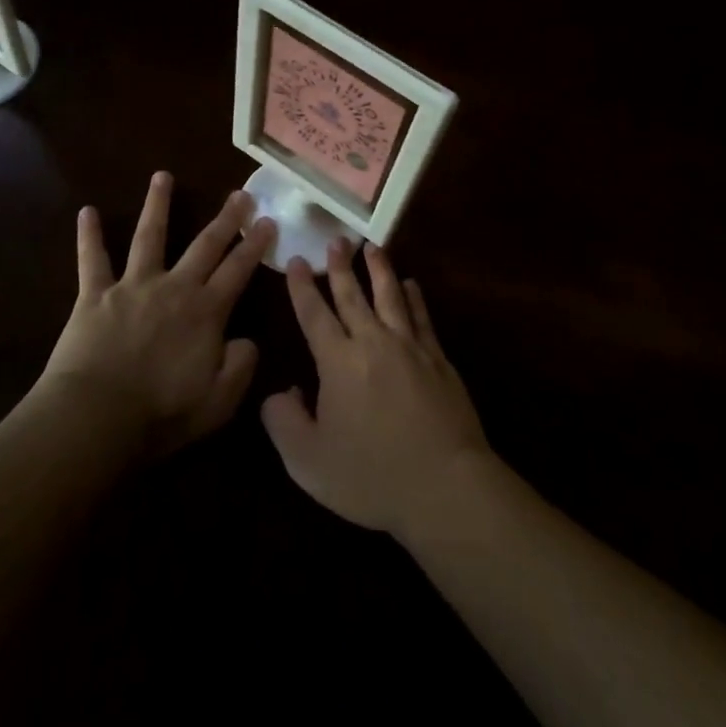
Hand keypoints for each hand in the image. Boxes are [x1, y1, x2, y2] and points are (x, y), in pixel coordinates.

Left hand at [38, 172, 275, 458]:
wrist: (96, 418)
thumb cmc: (161, 415)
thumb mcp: (219, 402)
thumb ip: (241, 367)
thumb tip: (247, 339)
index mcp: (206, 312)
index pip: (238, 270)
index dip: (255, 245)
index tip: (269, 221)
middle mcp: (174, 287)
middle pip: (205, 245)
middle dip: (226, 219)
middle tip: (240, 193)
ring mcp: (134, 286)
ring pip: (150, 236)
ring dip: (158, 205)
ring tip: (162, 176)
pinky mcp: (95, 295)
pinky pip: (92, 260)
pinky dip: (89, 235)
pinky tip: (87, 211)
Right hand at [260, 241, 491, 540]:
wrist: (445, 486)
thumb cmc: (371, 475)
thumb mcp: (308, 461)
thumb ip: (283, 421)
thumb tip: (280, 392)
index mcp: (338, 361)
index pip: (314, 314)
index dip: (301, 287)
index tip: (295, 260)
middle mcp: (373, 342)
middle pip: (353, 295)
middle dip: (340, 266)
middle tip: (335, 240)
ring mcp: (410, 347)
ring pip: (390, 296)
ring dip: (379, 269)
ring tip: (372, 247)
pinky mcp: (438, 359)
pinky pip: (422, 316)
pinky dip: (414, 297)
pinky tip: (412, 285)